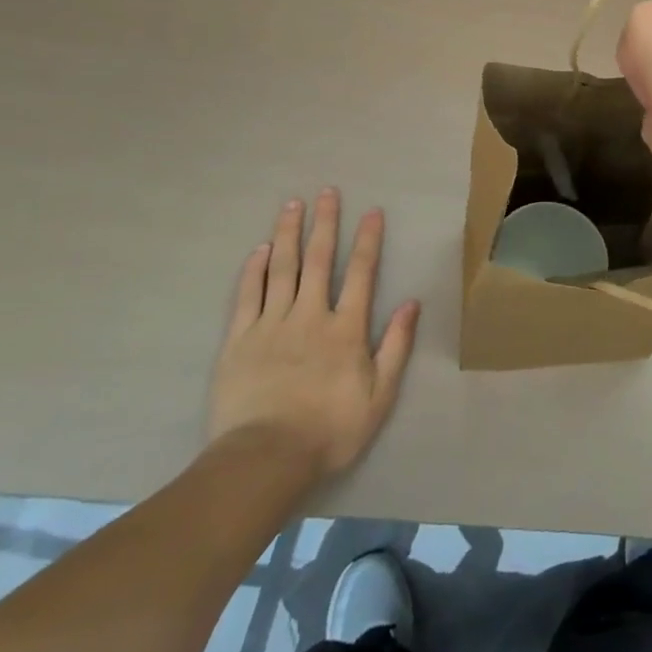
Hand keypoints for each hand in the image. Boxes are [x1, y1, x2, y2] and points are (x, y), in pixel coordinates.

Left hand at [207, 190, 420, 479]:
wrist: (265, 459)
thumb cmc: (330, 430)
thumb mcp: (380, 395)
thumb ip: (396, 346)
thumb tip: (412, 304)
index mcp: (346, 329)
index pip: (361, 273)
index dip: (368, 240)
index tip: (372, 211)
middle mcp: (310, 316)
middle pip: (318, 260)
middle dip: (325, 223)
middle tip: (327, 192)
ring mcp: (271, 325)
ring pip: (282, 269)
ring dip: (289, 234)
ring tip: (292, 205)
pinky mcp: (239, 341)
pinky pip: (247, 296)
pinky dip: (254, 269)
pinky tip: (260, 249)